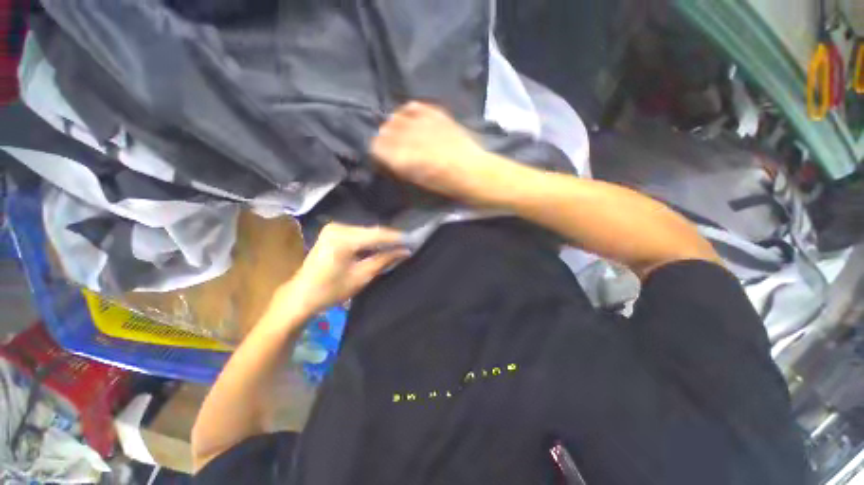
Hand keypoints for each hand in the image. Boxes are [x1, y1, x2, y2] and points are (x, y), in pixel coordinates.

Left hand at [274, 223, 409, 317]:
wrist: (301, 296)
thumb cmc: (330, 291)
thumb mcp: (361, 276)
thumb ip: (384, 260)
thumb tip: (405, 251)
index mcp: (342, 239)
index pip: (377, 234)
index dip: (396, 238)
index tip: (414, 241)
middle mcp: (338, 227)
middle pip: (372, 231)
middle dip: (390, 239)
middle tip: (408, 245)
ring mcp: (334, 228)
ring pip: (366, 232)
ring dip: (381, 240)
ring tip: (399, 246)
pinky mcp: (333, 232)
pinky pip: (358, 234)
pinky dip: (371, 241)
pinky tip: (381, 246)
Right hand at [371, 101, 496, 199]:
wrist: (475, 173)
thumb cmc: (447, 186)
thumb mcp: (419, 182)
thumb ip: (400, 166)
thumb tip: (387, 155)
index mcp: (405, 160)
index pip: (376, 147)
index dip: (377, 151)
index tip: (382, 156)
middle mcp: (411, 138)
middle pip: (384, 130)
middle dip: (385, 139)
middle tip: (392, 146)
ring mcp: (425, 123)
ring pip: (396, 116)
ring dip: (395, 125)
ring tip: (402, 134)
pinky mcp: (437, 114)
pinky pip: (415, 106)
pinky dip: (409, 112)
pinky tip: (412, 120)